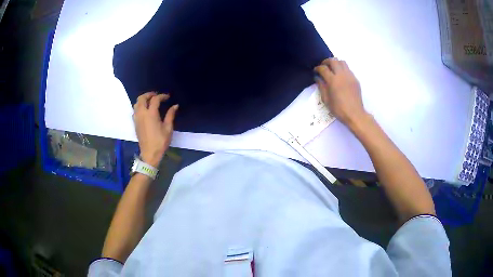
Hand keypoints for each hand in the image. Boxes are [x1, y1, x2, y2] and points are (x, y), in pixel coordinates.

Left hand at [133, 92, 178, 167]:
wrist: (149, 153)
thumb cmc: (160, 141)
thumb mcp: (168, 128)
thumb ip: (170, 115)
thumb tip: (175, 106)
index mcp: (151, 114)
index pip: (155, 99)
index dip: (162, 96)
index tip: (167, 97)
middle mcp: (142, 113)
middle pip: (142, 98)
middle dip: (149, 94)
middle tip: (156, 96)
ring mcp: (137, 118)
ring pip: (137, 103)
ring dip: (143, 99)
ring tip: (150, 101)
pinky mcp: (135, 123)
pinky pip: (135, 110)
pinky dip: (139, 106)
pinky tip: (145, 110)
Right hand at [314, 58, 367, 128]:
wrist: (355, 114)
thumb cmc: (339, 109)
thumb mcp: (326, 100)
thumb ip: (321, 87)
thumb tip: (317, 78)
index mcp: (333, 80)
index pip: (323, 68)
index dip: (317, 68)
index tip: (315, 71)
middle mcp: (341, 75)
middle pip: (333, 60)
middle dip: (326, 62)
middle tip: (323, 66)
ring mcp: (349, 76)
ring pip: (342, 62)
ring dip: (335, 63)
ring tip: (332, 69)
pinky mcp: (355, 79)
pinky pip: (348, 69)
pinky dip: (342, 68)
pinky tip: (340, 76)